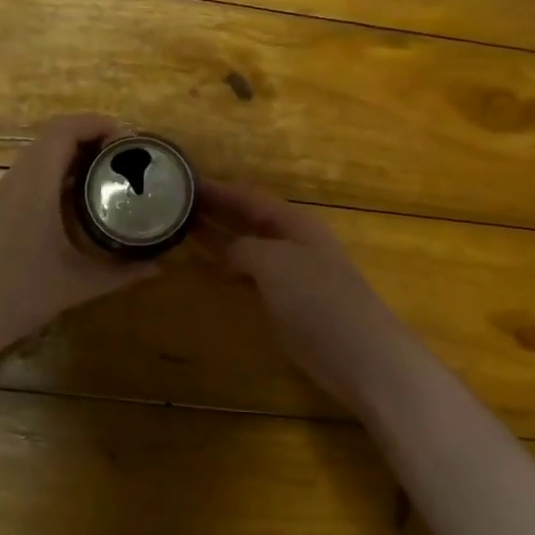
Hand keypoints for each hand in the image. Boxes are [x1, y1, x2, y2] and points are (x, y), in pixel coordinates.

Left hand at [0, 113, 159, 371]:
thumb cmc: (16, 299)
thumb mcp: (76, 286)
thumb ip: (120, 274)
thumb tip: (158, 266)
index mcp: (34, 187)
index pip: (63, 130)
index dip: (97, 123)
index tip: (129, 140)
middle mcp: (12, 181)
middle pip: (51, 138)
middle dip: (90, 138)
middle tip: (125, 158)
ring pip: (36, 158)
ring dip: (70, 157)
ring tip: (104, 176)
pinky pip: (25, 178)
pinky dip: (53, 176)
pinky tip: (71, 204)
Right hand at [198, 180, 420, 412]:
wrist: (359, 354)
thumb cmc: (317, 299)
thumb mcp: (273, 262)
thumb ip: (243, 249)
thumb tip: (225, 254)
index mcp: (294, 222)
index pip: (249, 197)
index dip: (217, 189)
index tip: (184, 180)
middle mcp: (293, 241)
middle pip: (249, 219)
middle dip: (216, 210)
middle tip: (175, 204)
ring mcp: (292, 273)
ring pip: (249, 247)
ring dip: (220, 238)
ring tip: (183, 230)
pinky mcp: (289, 302)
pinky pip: (252, 275)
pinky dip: (230, 268)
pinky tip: (211, 269)